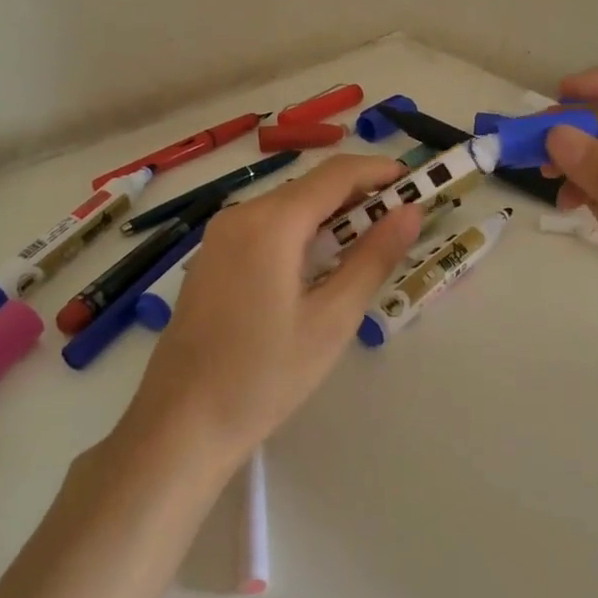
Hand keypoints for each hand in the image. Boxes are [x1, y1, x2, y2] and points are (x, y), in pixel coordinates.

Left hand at [120, 153, 423, 466]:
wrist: (180, 425)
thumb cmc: (264, 376)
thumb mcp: (332, 319)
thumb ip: (374, 258)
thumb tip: (411, 211)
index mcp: (271, 223)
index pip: (336, 174)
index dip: (379, 171)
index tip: (417, 184)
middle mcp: (240, 215)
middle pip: (310, 187)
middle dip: (358, 195)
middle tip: (400, 222)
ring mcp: (219, 237)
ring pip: (287, 207)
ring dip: (330, 216)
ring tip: (368, 246)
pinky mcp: (210, 259)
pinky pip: (265, 228)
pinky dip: (300, 233)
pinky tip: (318, 266)